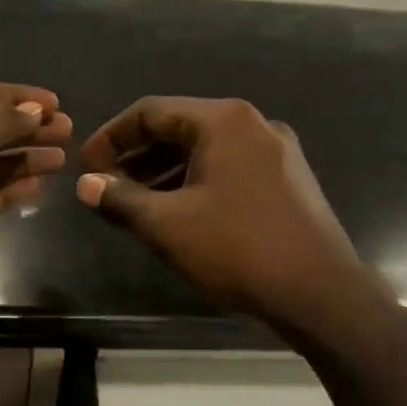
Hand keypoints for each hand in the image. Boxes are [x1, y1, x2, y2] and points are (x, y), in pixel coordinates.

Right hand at [75, 96, 389, 344]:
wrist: (321, 293)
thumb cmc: (238, 250)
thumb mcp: (168, 225)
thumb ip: (120, 199)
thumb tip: (84, 184)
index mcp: (224, 120)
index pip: (151, 111)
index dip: (111, 137)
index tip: (85, 165)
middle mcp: (254, 124)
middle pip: (180, 127)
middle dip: (137, 155)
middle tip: (105, 183)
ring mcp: (277, 152)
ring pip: (206, 150)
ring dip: (165, 170)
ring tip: (134, 200)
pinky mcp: (288, 180)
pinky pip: (230, 168)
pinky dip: (196, 181)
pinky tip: (179, 210)